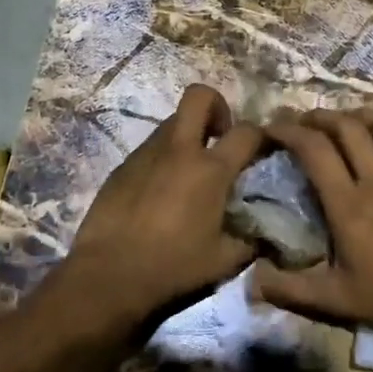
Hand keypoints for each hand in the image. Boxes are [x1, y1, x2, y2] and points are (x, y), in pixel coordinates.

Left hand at [66, 84, 264, 323]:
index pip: (247, 132)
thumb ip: (251, 241)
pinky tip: (160, 193)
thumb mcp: (224, 261)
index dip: (262, 135)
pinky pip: (150, 149)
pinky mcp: (122, 167)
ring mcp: (146, 154)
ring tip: (190, 172)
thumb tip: (265, 234)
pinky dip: (163, 159)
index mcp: (210, 170)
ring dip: (188, 135)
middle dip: (217, 106)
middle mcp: (179, 150)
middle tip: (220, 138)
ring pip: (172, 122)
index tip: (264, 150)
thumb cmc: (173, 267)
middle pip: (199, 95)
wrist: (108, 276)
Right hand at [253, 109, 372, 342]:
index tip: (272, 127)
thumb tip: (252, 280)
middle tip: (303, 122)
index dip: (289, 131)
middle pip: (348, 126)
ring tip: (347, 123)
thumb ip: (288, 289)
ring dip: (362, 116)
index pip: (314, 149)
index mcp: (348, 204)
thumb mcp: (332, 300)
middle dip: (320, 116)